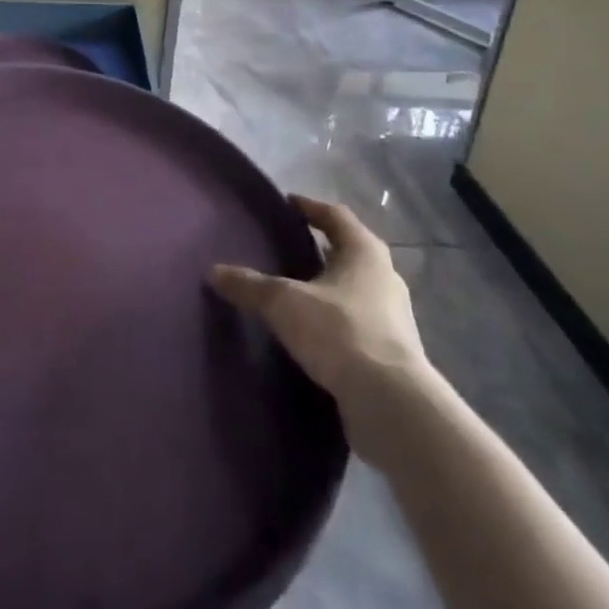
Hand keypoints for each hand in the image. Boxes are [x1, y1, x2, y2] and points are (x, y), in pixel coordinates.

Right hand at [211, 194, 434, 462]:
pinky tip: (312, 332)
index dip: (310, 207)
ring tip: (295, 291)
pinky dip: (335, 320)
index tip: (288, 204)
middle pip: (349, 251)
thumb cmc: (339, 332)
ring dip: (329, 287)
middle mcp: (385, 277)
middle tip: (287, 246)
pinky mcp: (392, 353)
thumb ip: (249, 285)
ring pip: (355, 289)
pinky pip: (358, 322)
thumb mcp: (284, 303)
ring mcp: (394, 317)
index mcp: (364, 251)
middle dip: (320, 248)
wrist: (391, 404)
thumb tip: (214, 271)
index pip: (335, 216)